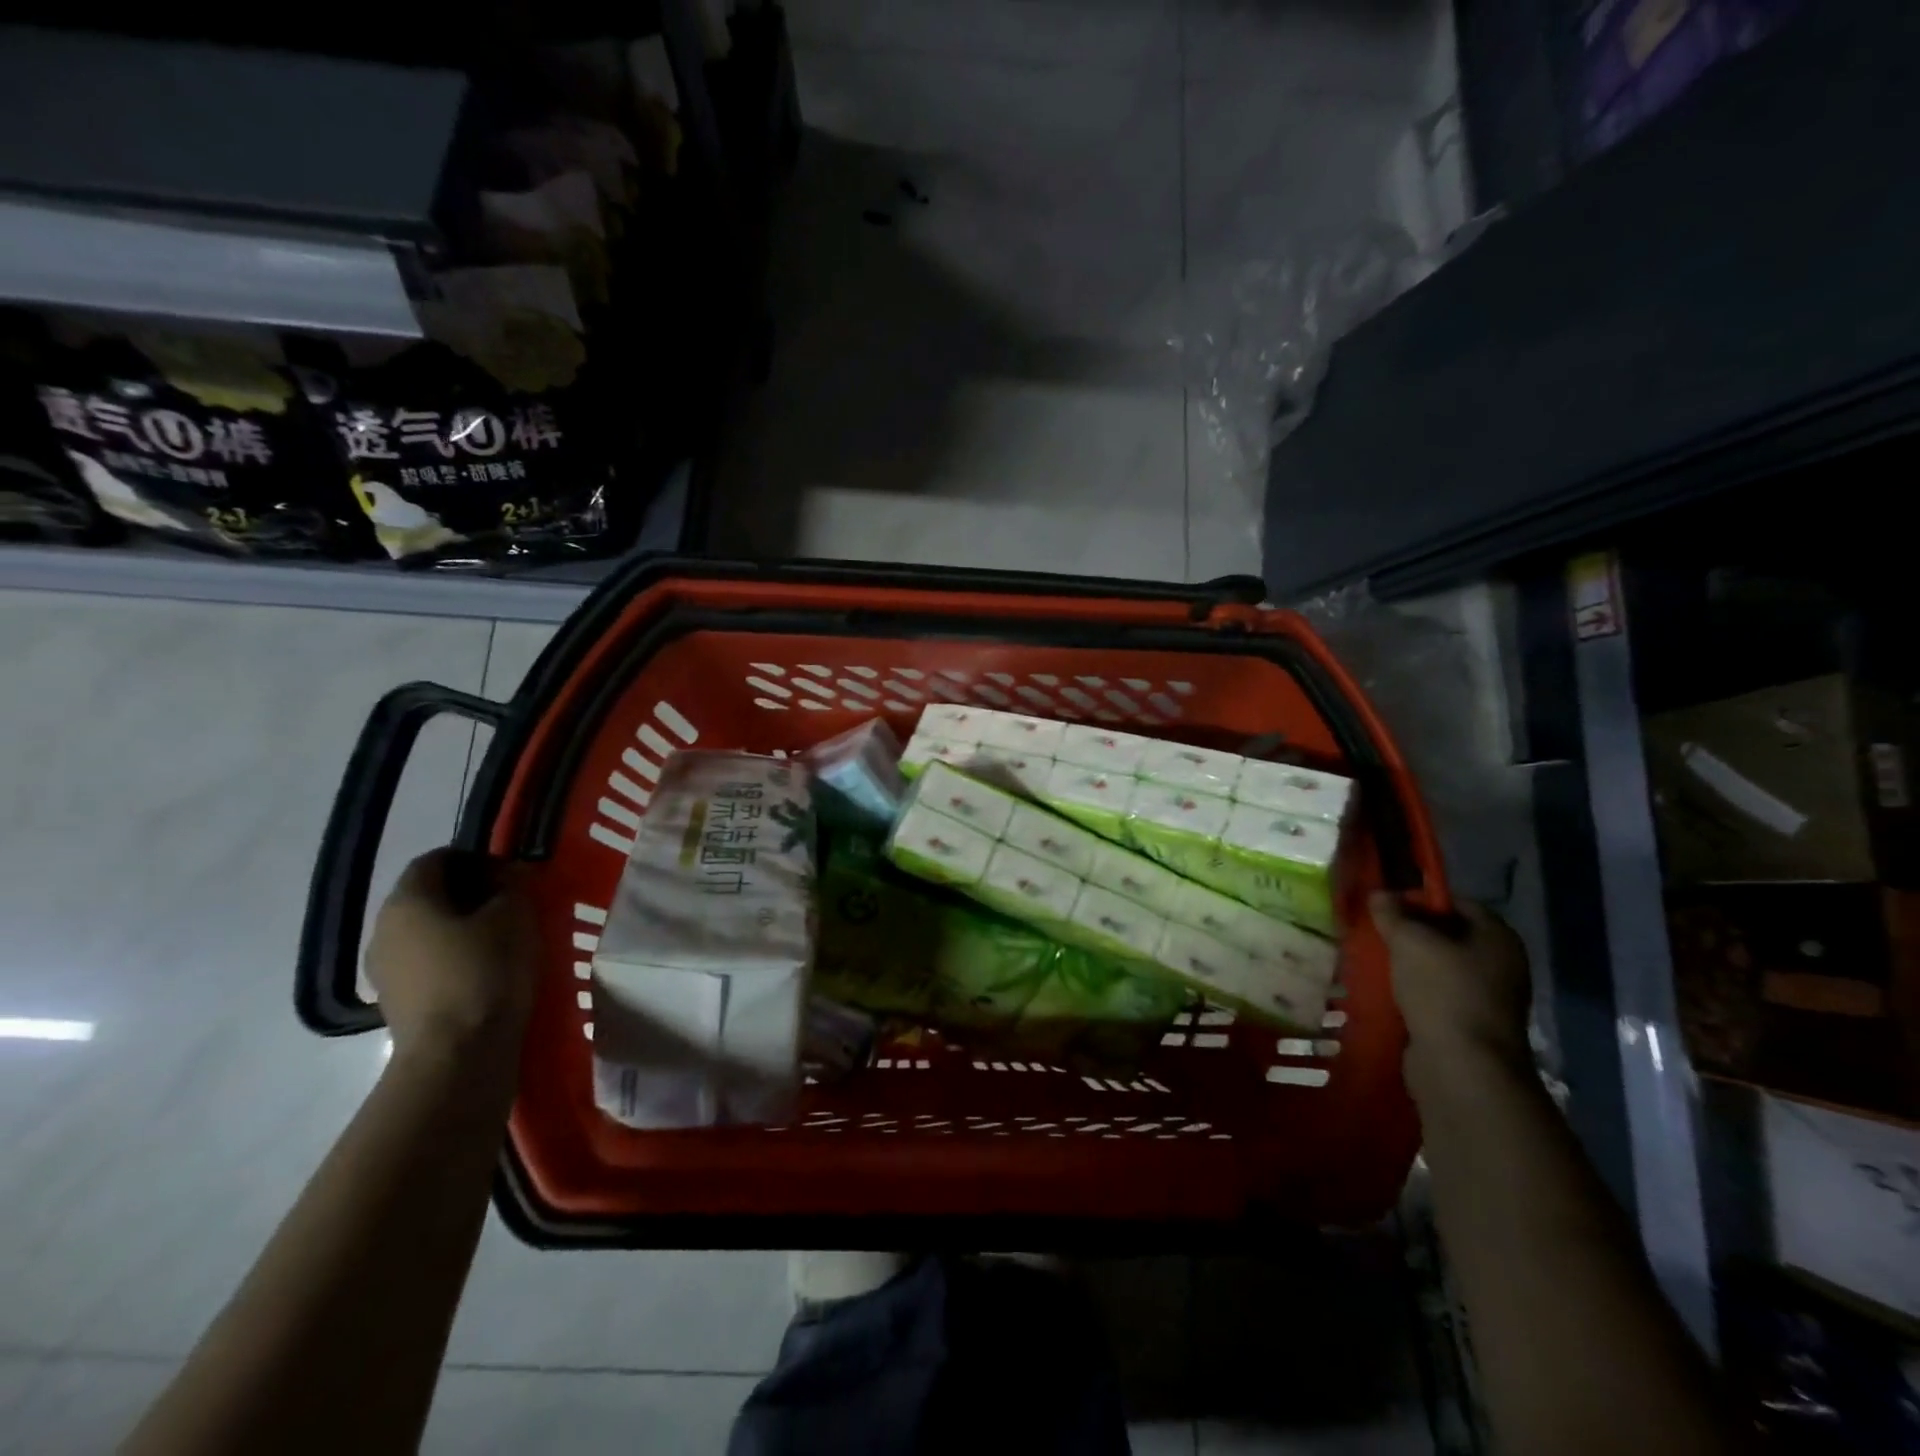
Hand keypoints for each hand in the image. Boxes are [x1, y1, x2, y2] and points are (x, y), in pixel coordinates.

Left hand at [366, 849, 537, 1062]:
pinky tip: (486, 971)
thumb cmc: (486, 971)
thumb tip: (504, 875)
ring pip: (426, 931)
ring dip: (461, 928)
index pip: (436, 858)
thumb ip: (511, 884)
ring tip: (502, 940)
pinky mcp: (395, 1001)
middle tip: (510, 904)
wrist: (458, 1054)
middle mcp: (383, 928)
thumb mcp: (515, 915)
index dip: (475, 858)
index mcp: (407, 900)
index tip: (509, 874)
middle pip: (428, 895)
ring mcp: (383, 969)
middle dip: (469, 894)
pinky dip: (453, 958)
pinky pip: (426, 963)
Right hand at [1370, 894, 1532, 1080]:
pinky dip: (1416, 989)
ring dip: (1411, 963)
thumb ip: (1392, 913)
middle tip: (1377, 932)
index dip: (1420, 899)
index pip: (1457, 902)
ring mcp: (1489, 996)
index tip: (1386, 906)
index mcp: (1498, 937)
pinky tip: (1389, 989)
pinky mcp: (1471, 1023)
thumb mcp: (1409, 941)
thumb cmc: (1442, 991)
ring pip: (1441, 966)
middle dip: (1412, 931)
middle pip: (1449, 934)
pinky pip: (1439, 994)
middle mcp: (1501, 963)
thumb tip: (1379, 893)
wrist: (1462, 1066)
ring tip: (1377, 960)